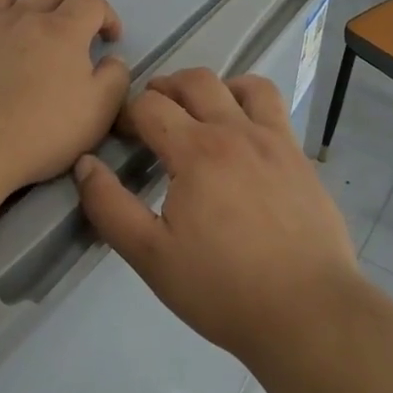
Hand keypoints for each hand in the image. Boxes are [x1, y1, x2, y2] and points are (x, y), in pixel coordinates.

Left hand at [0, 0, 130, 205]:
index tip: (109, 39)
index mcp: (62, 29)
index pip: (91, 0)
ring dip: (19, 7)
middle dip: (64, 4)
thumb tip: (112, 60)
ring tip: (23, 34)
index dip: (106, 14)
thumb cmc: (40, 132)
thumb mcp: (98, 112)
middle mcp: (21, 18)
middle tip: (70, 34)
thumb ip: (114, 78)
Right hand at [73, 68, 358, 364]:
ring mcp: (274, 140)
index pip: (150, 106)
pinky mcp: (299, 156)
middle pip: (195, 81)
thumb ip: (110, 207)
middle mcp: (235, 131)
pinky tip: (244, 136)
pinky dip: (251, 104)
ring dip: (214, 88)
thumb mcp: (151, 256)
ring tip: (201, 113)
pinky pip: (274, 108)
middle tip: (152, 114)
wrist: (307, 311)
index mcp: (196, 151)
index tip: (121, 136)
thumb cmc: (222, 288)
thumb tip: (85, 165)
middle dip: (165, 88)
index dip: (127, 114)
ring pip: (243, 84)